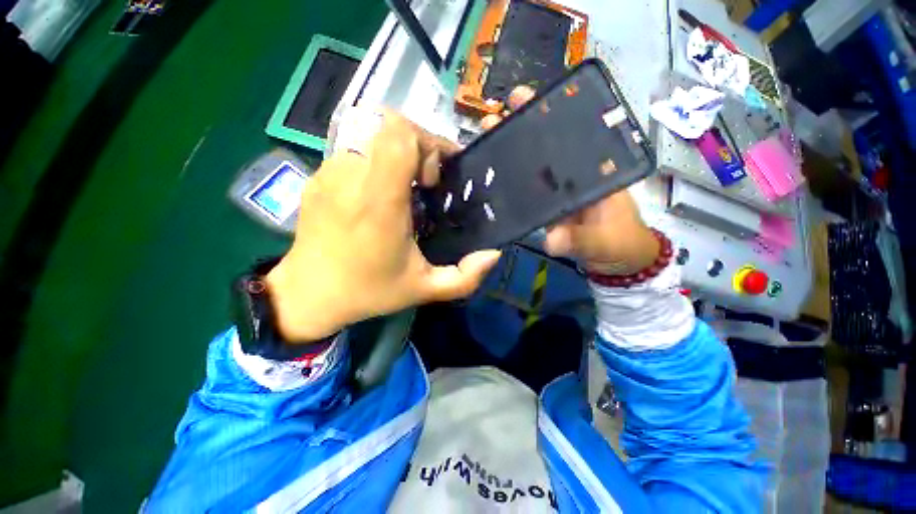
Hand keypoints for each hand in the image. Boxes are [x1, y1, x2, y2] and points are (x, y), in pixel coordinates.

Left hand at [266, 110, 501, 341]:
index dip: (426, 142)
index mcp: (379, 202)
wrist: (309, 294)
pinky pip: (356, 155)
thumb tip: (492, 254)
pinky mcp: (318, 177)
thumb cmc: (369, 291)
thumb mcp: (424, 289)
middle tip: (426, 184)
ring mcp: (329, 174)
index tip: (435, 177)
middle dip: (418, 148)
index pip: (398, 134)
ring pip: (373, 140)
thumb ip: (464, 278)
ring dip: (397, 158)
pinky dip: (376, 166)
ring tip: (404, 192)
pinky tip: (378, 197)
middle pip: (389, 127)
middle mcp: (351, 178)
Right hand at [483, 87, 658, 276]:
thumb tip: (551, 240)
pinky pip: (528, 192)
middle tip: (493, 117)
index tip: (525, 100)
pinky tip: (490, 176)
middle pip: (545, 149)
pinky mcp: (547, 209)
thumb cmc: (620, 245)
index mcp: (593, 172)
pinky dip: (511, 183)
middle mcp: (572, 177)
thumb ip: (580, 240)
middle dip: (519, 130)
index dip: (547, 118)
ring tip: (484, 138)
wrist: (617, 264)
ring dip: (510, 155)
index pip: (570, 138)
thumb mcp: (604, 241)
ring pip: (532, 169)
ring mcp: (557, 193)